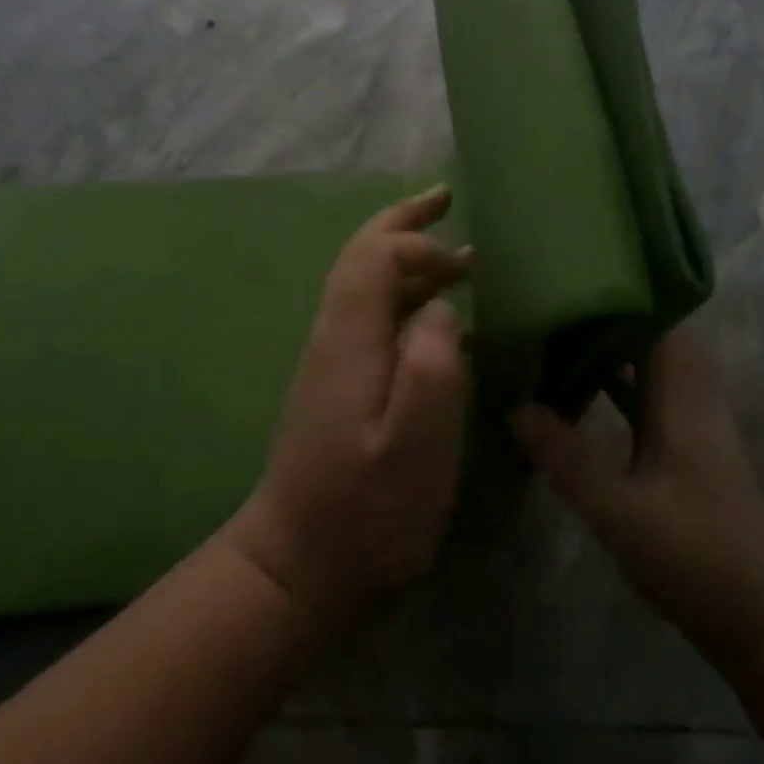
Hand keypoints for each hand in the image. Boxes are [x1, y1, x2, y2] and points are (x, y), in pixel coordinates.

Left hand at [226, 185, 472, 624]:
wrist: (296, 566)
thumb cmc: (364, 514)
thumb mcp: (412, 451)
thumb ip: (431, 370)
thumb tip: (441, 307)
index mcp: (348, 341)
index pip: (375, 257)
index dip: (418, 243)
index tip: (466, 264)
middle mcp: (333, 336)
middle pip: (360, 257)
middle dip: (402, 222)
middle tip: (444, 197)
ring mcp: (331, 359)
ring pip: (364, 283)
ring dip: (405, 256)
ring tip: (454, 252)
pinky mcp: (337, 383)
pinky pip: (370, 314)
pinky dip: (403, 293)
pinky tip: (435, 315)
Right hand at [509, 326, 763, 655]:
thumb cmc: (698, 555)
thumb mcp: (622, 510)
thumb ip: (568, 458)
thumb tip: (516, 407)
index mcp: (681, 396)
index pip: (656, 321)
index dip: (617, 296)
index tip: (567, 283)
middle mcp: (690, 396)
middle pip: (651, 335)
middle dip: (603, 317)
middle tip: (549, 309)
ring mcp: (690, 421)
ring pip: (648, 364)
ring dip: (607, 348)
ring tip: (553, 339)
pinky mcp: (685, 447)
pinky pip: (645, 394)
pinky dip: (614, 383)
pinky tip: (577, 394)